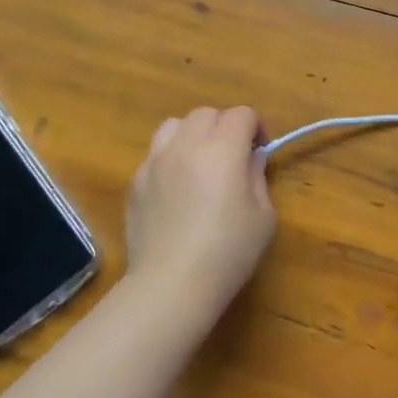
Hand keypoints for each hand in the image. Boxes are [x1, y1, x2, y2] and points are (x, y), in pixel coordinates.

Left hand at [125, 107, 275, 333]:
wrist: (171, 284)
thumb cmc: (228, 251)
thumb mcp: (263, 216)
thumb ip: (257, 177)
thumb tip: (251, 159)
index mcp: (222, 149)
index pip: (241, 115)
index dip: (256, 126)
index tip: (260, 149)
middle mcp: (185, 146)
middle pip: (206, 113)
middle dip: (224, 126)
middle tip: (234, 155)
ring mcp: (154, 163)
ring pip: (174, 126)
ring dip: (193, 134)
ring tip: (200, 162)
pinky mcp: (135, 183)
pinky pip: (155, 155)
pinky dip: (170, 159)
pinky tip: (177, 189)